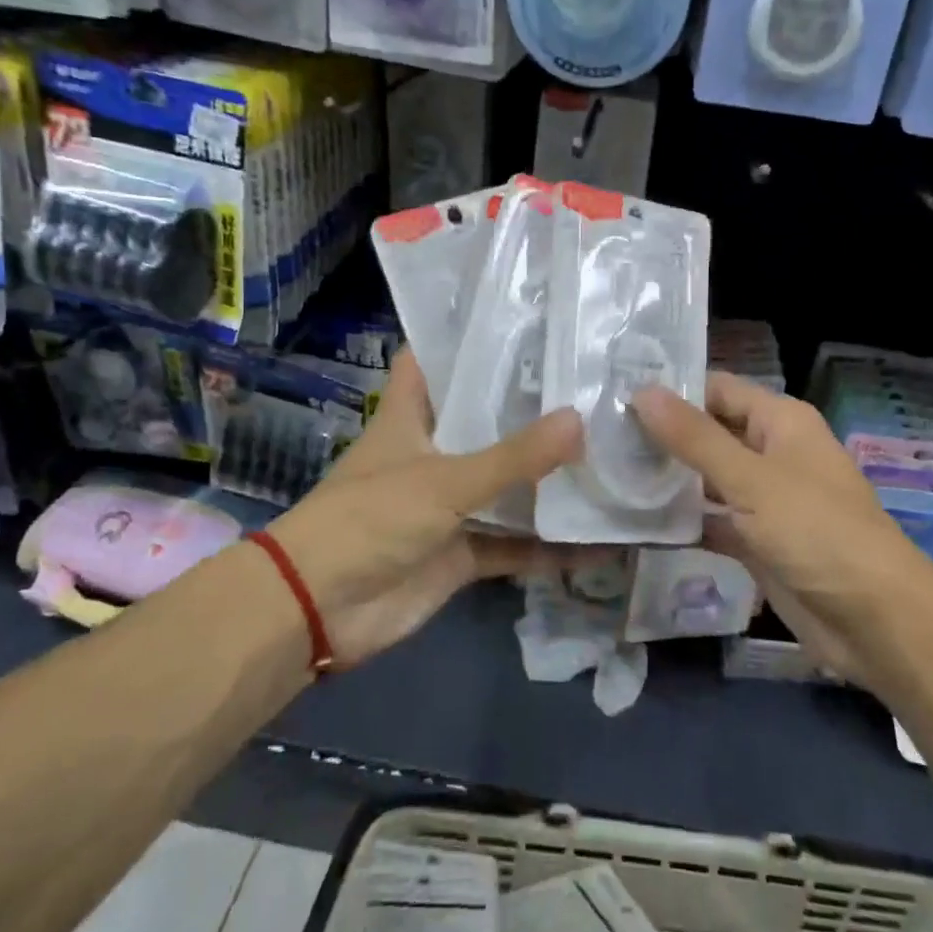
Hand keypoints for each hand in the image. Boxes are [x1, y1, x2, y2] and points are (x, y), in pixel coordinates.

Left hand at [267, 348, 583, 667]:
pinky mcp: (461, 551)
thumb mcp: (444, 481)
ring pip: (505, 484)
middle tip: (592, 383)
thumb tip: (579, 420)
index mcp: (411, 416)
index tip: (525, 322)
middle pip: (484, 422)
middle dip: (531, 409)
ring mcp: (448, 504)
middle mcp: (432, 452)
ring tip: (612, 450)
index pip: (435, 360)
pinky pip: (514, 544)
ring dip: (547, 479)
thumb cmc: (371, 520)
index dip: (469, 339)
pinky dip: (549, 546)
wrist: (320, 609)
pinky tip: (600, 540)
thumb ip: (513, 457)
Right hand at [633, 372, 920, 681]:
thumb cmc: (817, 532)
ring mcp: (764, 500)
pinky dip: (682, 522)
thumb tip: (642, 391)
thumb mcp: (751, 479)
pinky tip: (634, 521)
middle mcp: (772, 453)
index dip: (671, 390)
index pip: (717, 390)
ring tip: (605, 472)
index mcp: (781, 422)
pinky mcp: (757, 543)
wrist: (876, 622)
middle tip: (598, 436)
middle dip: (661, 436)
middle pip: (709, 433)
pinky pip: (711, 522)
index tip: (615, 396)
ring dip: (667, 479)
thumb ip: (694, 437)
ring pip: (706, 479)